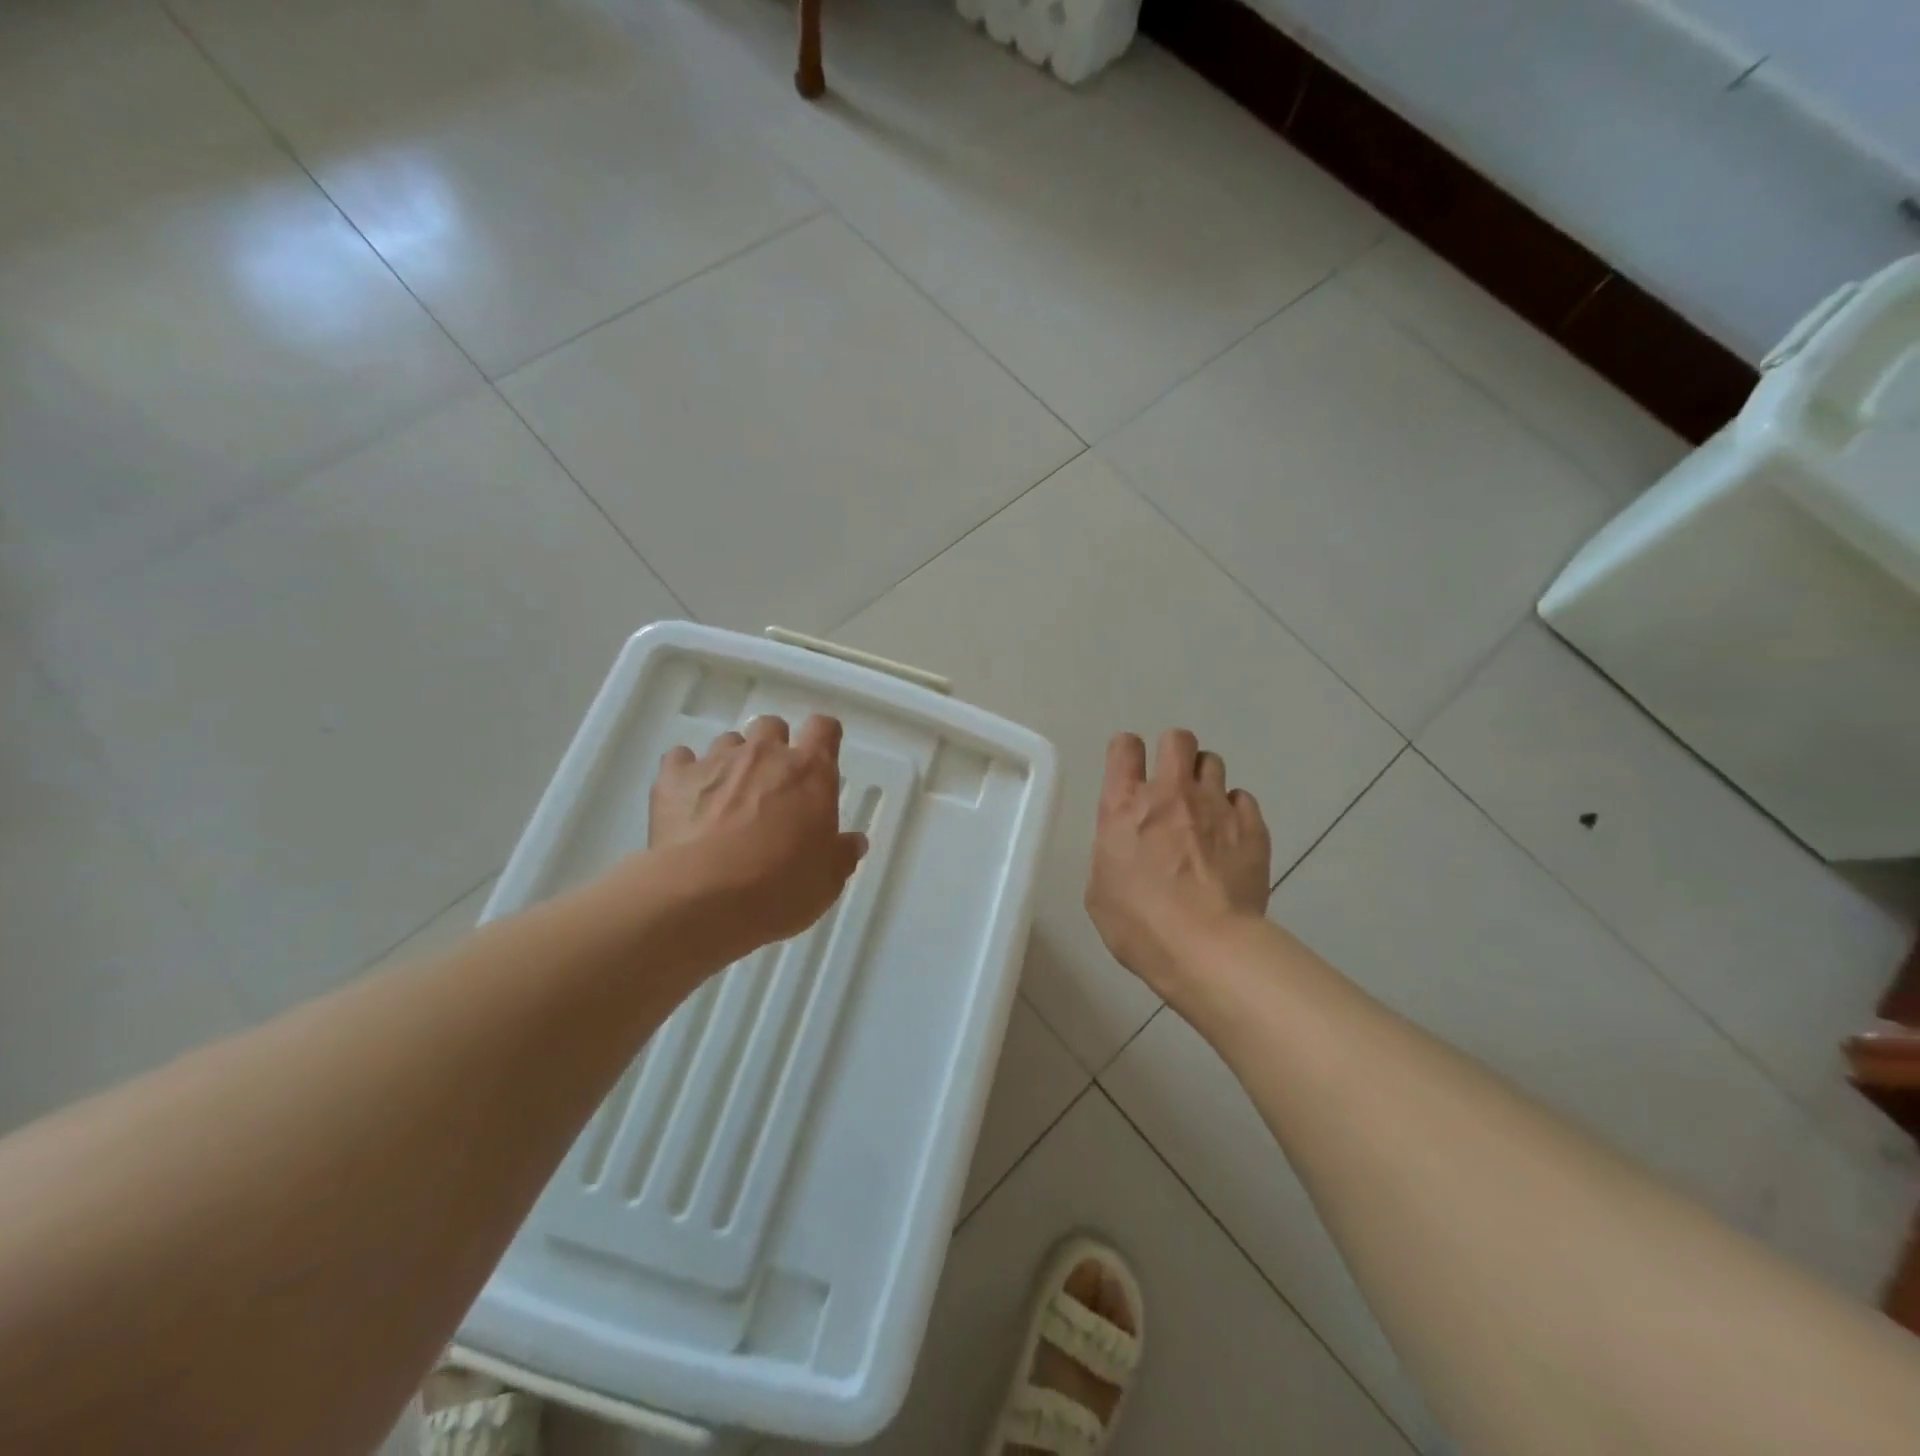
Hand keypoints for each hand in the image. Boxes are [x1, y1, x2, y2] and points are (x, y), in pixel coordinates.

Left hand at [647, 715, 866, 964]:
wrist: (703, 897)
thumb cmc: (780, 887)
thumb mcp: (827, 880)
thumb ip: (842, 854)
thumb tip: (853, 841)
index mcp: (810, 772)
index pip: (824, 729)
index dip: (824, 738)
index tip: (822, 756)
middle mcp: (765, 754)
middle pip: (772, 727)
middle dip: (774, 747)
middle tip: (773, 784)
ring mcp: (717, 761)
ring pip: (728, 741)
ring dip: (732, 761)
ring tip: (728, 797)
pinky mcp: (674, 777)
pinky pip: (680, 759)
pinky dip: (687, 772)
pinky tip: (687, 798)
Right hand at [1085, 729, 1271, 1004]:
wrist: (1207, 947)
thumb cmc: (1140, 925)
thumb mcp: (1100, 891)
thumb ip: (1111, 853)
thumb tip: (1125, 848)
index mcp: (1124, 807)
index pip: (1124, 748)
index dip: (1126, 752)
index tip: (1130, 769)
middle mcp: (1170, 794)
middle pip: (1177, 740)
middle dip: (1173, 751)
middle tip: (1172, 781)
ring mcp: (1215, 806)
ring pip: (1213, 763)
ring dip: (1204, 780)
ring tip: (1204, 810)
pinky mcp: (1251, 826)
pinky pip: (1243, 799)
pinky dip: (1234, 811)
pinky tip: (1230, 837)